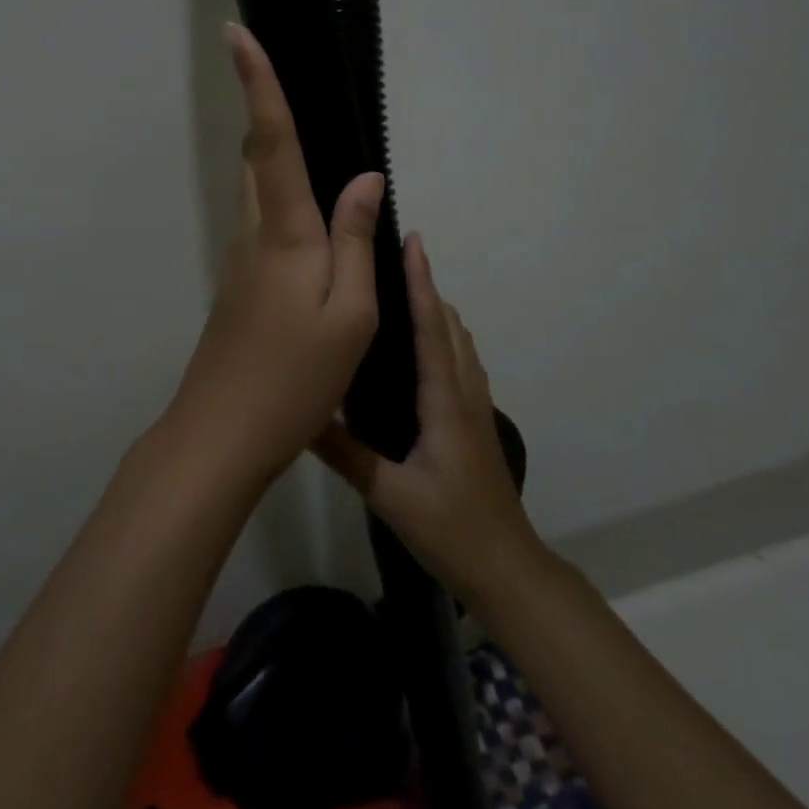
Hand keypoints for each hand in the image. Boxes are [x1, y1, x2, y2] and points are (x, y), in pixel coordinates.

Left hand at [159, 24, 385, 489]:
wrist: (222, 435)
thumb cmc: (294, 378)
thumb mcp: (350, 315)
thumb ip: (355, 241)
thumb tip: (364, 179)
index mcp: (286, 233)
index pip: (273, 140)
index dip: (259, 83)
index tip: (235, 32)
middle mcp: (256, 235)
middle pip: (259, 157)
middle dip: (267, 111)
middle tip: (286, 75)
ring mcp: (242, 262)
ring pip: (261, 192)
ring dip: (278, 158)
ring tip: (315, 140)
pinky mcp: (241, 287)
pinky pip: (268, 227)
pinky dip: (288, 205)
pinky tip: (316, 227)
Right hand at [312, 235, 542, 603]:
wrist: (506, 567)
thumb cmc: (451, 528)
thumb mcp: (390, 495)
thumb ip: (346, 454)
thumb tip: (301, 413)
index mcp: (444, 401)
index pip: (431, 328)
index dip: (420, 282)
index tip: (412, 241)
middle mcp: (463, 392)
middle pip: (448, 325)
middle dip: (426, 286)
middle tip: (393, 256)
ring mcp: (474, 407)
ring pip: (458, 342)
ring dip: (436, 309)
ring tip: (402, 291)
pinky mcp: (475, 421)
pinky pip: (460, 362)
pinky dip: (443, 337)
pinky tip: (420, 348)